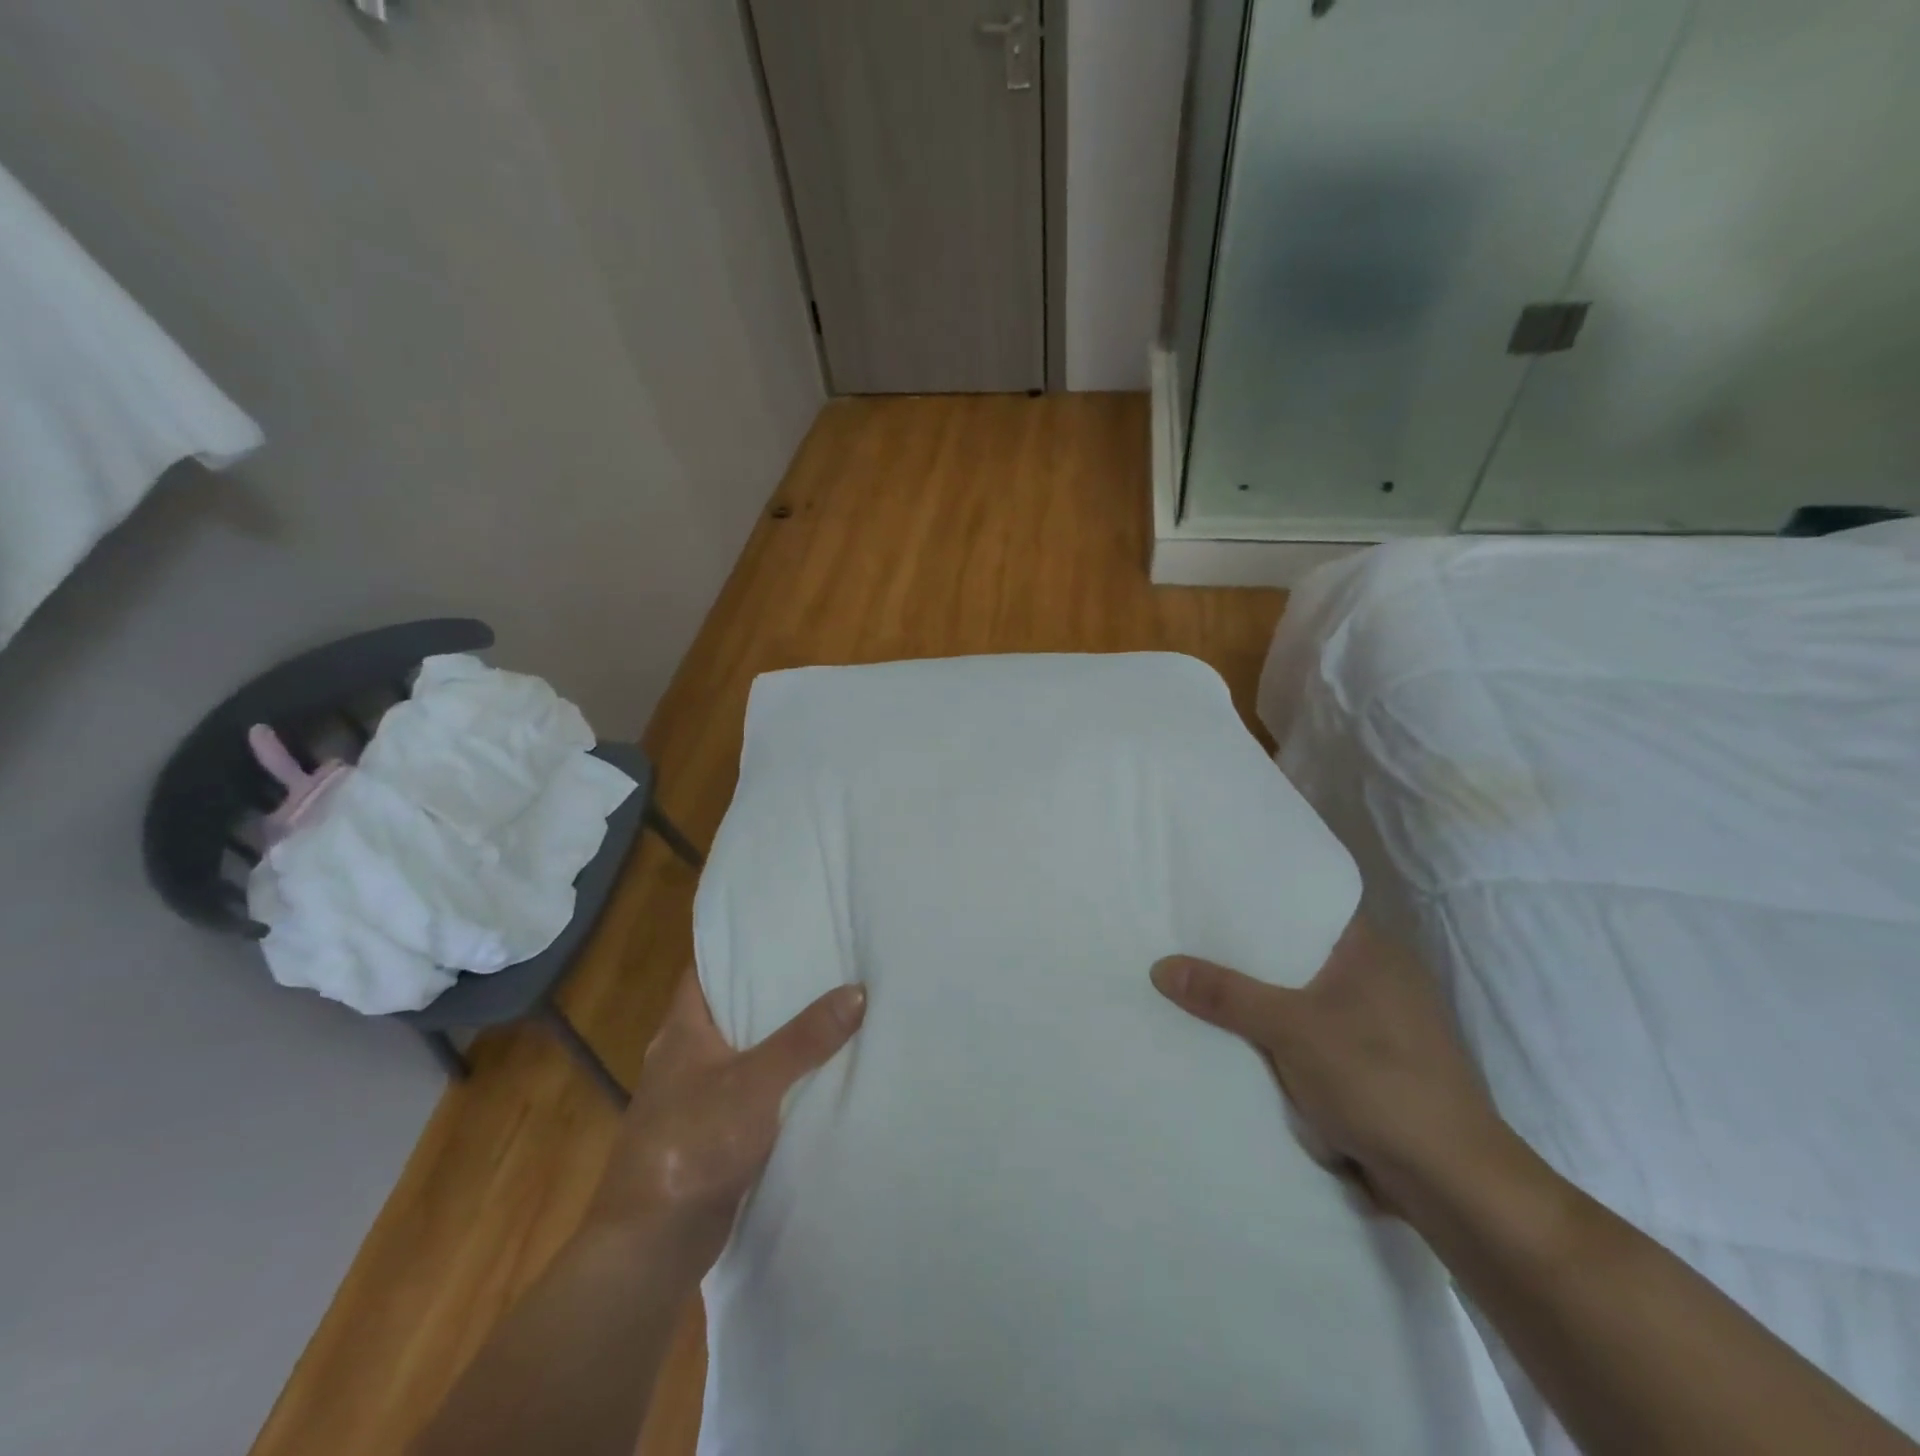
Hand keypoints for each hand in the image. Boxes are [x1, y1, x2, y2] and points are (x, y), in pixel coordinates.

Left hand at [584, 970, 865, 1275]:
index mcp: (681, 1032)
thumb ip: (805, 1038)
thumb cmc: (692, 1144)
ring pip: (744, 1053)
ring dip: (778, 1038)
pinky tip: (816, 1074)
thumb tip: (856, 991)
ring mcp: (695, 1098)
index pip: (705, 970)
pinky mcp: (710, 1135)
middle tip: (822, 964)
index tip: (781, 930)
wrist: (651, 1246)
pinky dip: (778, 1081)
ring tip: (830, 1009)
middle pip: (730, 1009)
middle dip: (771, 990)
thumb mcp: (756, 1082)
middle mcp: (684, 1058)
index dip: (737, 948)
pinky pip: (751, 1092)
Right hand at [1151, 917, 1508, 1210]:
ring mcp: (1378, 1024)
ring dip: (1263, 999)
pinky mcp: (1373, 1065)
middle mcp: (1379, 977)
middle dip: (1249, 954)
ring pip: (1303, 996)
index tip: (1210, 895)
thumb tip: (1160, 966)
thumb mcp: (1291, 1029)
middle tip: (1190, 938)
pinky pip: (1311, 1034)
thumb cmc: (1377, 1081)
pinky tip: (1239, 1036)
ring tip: (1203, 981)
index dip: (1260, 899)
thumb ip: (1225, 995)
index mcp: (1372, 950)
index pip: (1308, 905)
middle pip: (1298, 952)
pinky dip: (1280, 1035)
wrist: (1452, 1183)